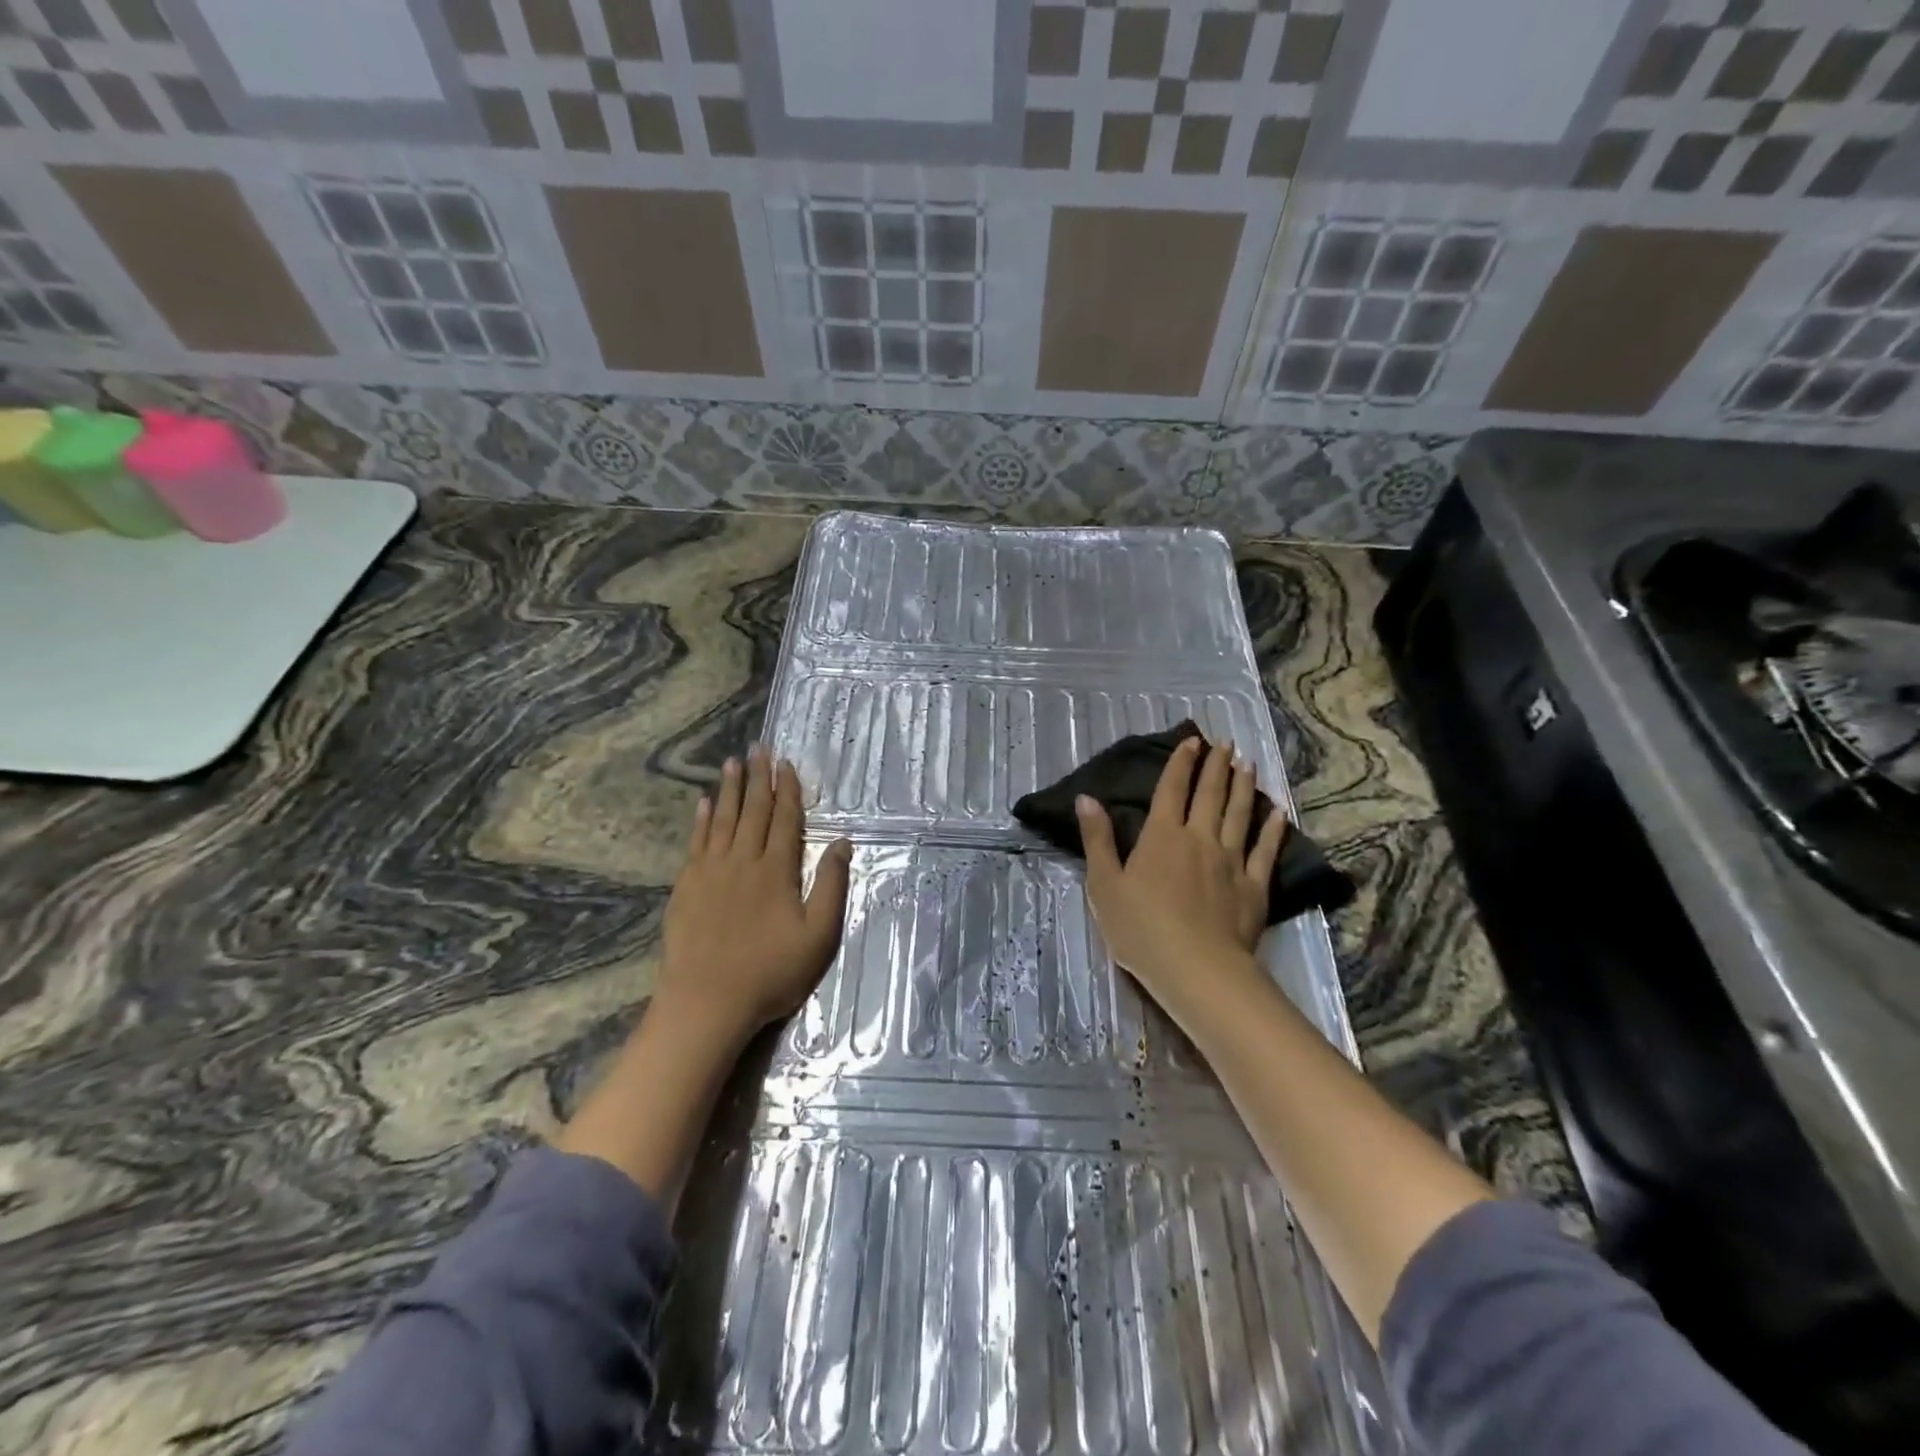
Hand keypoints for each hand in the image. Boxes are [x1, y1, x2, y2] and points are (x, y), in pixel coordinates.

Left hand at [657, 745, 852, 1043]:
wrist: (707, 1002)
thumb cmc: (770, 972)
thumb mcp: (818, 935)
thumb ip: (830, 886)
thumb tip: (843, 843)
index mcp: (776, 870)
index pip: (785, 820)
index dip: (787, 790)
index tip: (787, 764)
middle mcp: (742, 861)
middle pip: (753, 811)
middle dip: (758, 778)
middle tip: (759, 748)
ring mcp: (710, 872)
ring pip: (722, 820)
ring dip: (730, 789)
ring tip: (733, 763)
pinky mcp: (686, 886)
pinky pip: (696, 842)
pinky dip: (702, 820)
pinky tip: (704, 803)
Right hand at [1076, 736, 1285, 1014]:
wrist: (1197, 968)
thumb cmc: (1141, 929)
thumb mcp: (1105, 885)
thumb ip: (1098, 840)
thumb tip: (1087, 799)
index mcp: (1162, 836)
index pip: (1172, 789)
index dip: (1181, 763)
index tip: (1192, 740)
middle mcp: (1200, 839)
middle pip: (1210, 795)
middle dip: (1216, 766)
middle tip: (1225, 743)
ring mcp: (1231, 861)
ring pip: (1239, 815)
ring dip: (1244, 787)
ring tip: (1248, 764)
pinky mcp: (1254, 887)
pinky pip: (1265, 851)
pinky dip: (1272, 830)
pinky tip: (1278, 813)